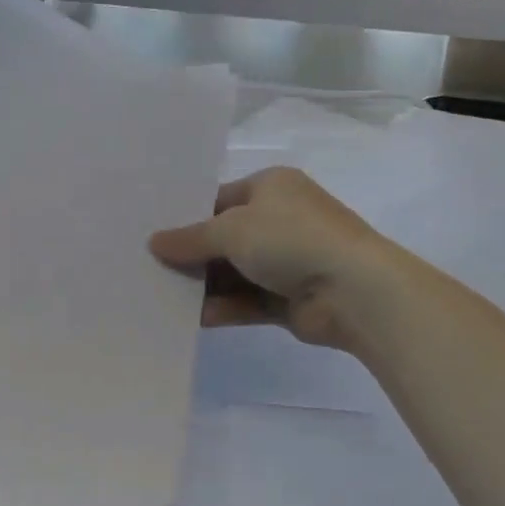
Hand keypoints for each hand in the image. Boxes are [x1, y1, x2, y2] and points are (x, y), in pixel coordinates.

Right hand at [149, 168, 394, 348]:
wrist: (354, 290)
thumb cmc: (290, 239)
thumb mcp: (231, 229)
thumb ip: (191, 238)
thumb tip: (154, 242)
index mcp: (272, 187)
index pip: (220, 199)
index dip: (188, 216)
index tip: (153, 235)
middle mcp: (280, 220)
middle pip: (225, 238)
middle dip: (192, 255)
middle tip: (150, 269)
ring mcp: (288, 261)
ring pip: (235, 272)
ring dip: (205, 285)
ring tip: (162, 297)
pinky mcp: (290, 298)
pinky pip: (248, 301)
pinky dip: (225, 308)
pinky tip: (195, 318)